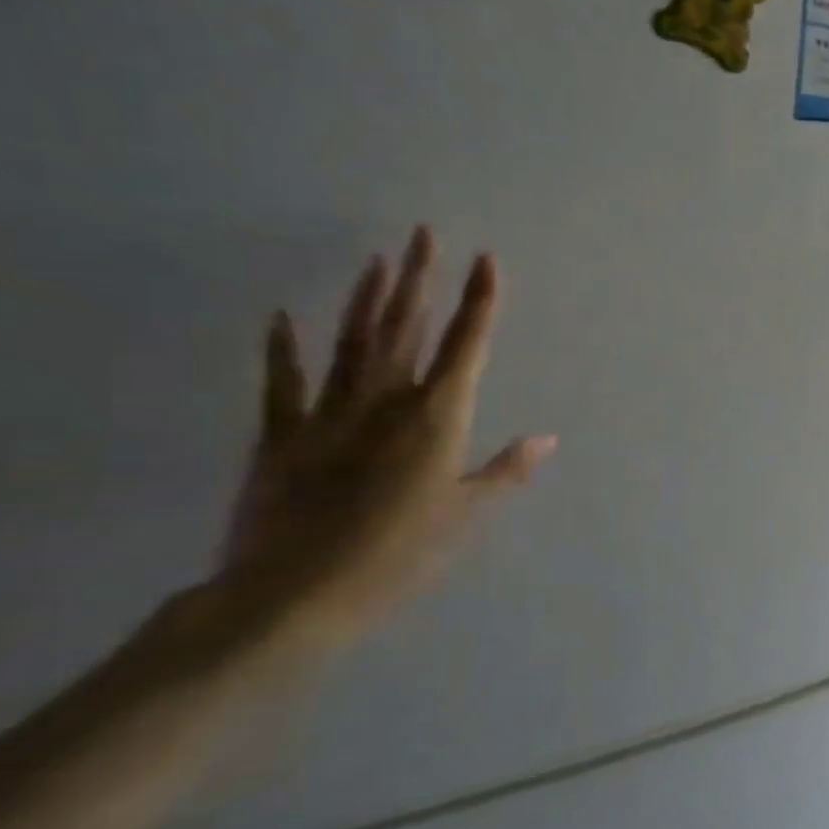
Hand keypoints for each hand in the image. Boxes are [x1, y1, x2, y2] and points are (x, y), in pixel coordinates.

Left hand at [216, 228, 554, 658]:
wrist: (291, 595)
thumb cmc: (398, 556)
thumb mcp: (464, 516)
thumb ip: (504, 471)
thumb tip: (547, 438)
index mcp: (436, 418)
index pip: (466, 345)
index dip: (479, 300)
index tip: (486, 260)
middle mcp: (385, 402)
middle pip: (407, 328)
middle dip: (420, 279)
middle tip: (424, 234)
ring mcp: (328, 414)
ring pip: (353, 342)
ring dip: (367, 299)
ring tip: (379, 259)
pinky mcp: (281, 436)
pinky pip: (284, 383)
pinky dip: (283, 349)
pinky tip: (283, 316)